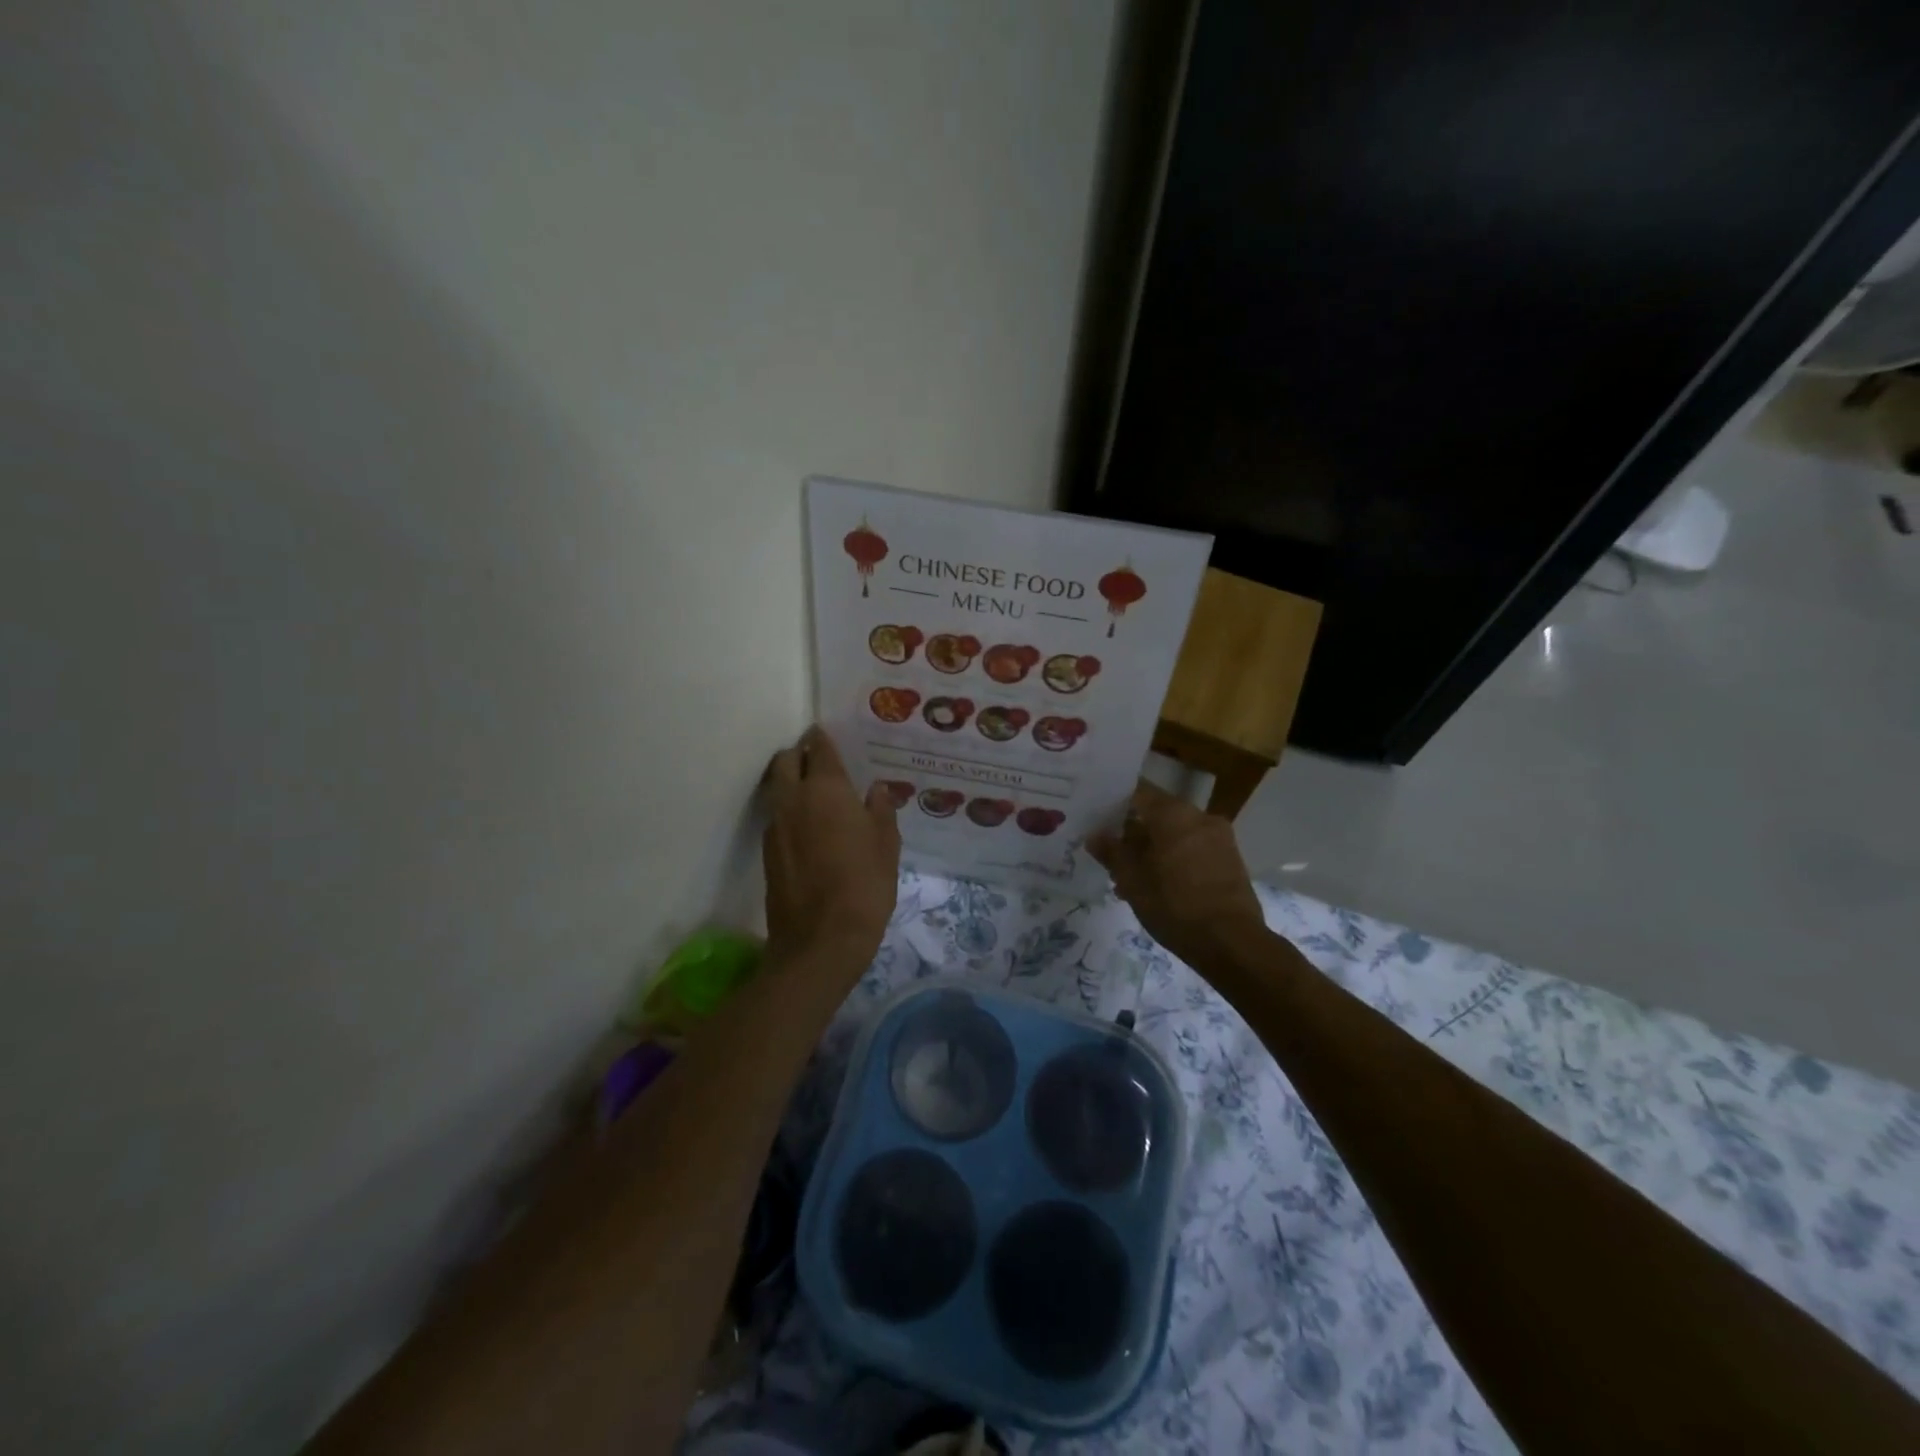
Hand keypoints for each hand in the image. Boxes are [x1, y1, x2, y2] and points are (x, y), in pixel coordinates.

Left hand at [762, 726, 901, 965]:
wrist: (820, 940)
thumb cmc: (864, 886)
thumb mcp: (886, 846)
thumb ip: (880, 811)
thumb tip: (876, 790)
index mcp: (826, 790)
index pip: (818, 750)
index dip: (821, 738)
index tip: (825, 734)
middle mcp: (793, 799)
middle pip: (785, 761)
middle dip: (798, 754)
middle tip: (818, 761)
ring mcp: (775, 826)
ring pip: (776, 789)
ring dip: (790, 782)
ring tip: (815, 794)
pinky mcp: (766, 852)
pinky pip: (776, 817)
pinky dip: (789, 811)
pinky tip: (809, 828)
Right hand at [1088, 780, 1266, 965]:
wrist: (1232, 943)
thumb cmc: (1175, 906)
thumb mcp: (1133, 881)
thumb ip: (1112, 853)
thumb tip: (1095, 835)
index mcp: (1174, 814)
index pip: (1138, 792)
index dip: (1114, 802)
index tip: (1097, 816)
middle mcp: (1199, 816)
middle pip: (1158, 813)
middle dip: (1133, 832)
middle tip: (1110, 854)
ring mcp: (1219, 837)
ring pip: (1175, 833)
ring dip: (1153, 849)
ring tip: (1131, 879)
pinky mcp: (1230, 859)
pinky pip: (1193, 848)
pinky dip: (1174, 858)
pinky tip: (1158, 886)